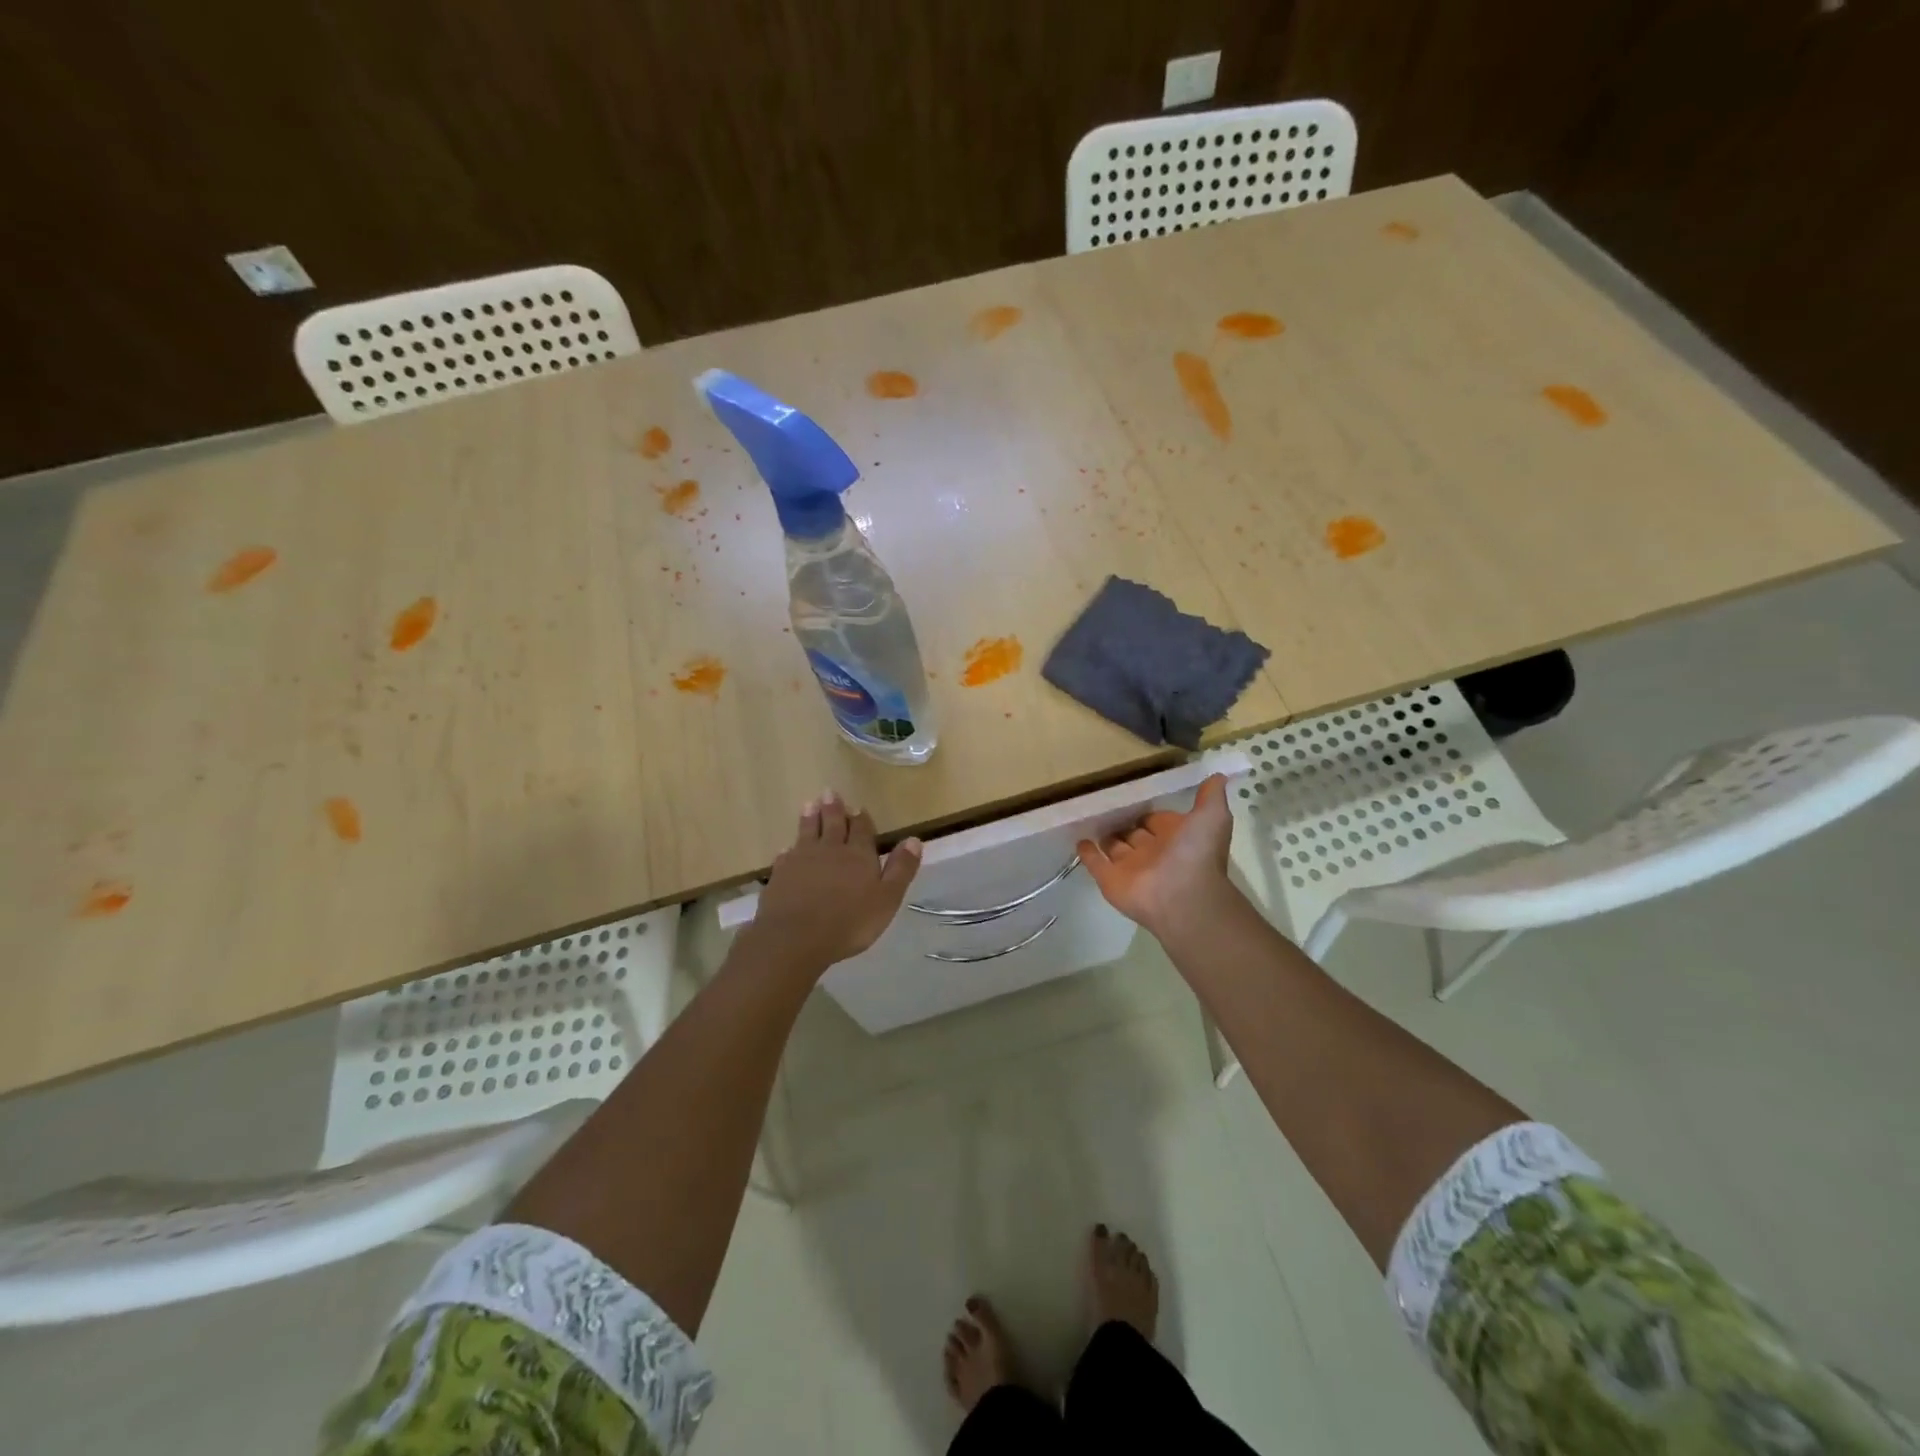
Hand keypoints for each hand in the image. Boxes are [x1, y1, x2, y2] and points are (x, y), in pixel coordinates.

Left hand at [748, 791, 921, 974]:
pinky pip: (786, 855)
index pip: (861, 829)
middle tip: (829, 792)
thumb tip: (914, 839)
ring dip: (809, 818)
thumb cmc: (849, 922)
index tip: (859, 807)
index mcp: (858, 854)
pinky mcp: (781, 874)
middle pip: (832, 823)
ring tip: (809, 804)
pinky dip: (789, 849)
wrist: (796, 938)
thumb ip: (900, 869)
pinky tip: (787, 848)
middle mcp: (830, 849)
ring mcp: (802, 860)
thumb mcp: (887, 898)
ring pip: (807, 832)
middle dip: (833, 808)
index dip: (861, 818)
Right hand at [1077, 774, 1237, 940]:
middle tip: (1104, 803)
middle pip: (1133, 833)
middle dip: (1123, 821)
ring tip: (1088, 815)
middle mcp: (1152, 851)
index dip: (1146, 810)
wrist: (1183, 897)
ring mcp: (1129, 866)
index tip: (1131, 794)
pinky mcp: (1109, 879)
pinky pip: (1095, 863)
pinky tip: (1078, 838)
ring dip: (1105, 835)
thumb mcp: (1212, 817)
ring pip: (1114, 847)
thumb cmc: (1196, 854)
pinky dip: (1087, 852)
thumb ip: (1211, 796)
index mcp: (1174, 837)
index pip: (1156, 819)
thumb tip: (1218, 774)